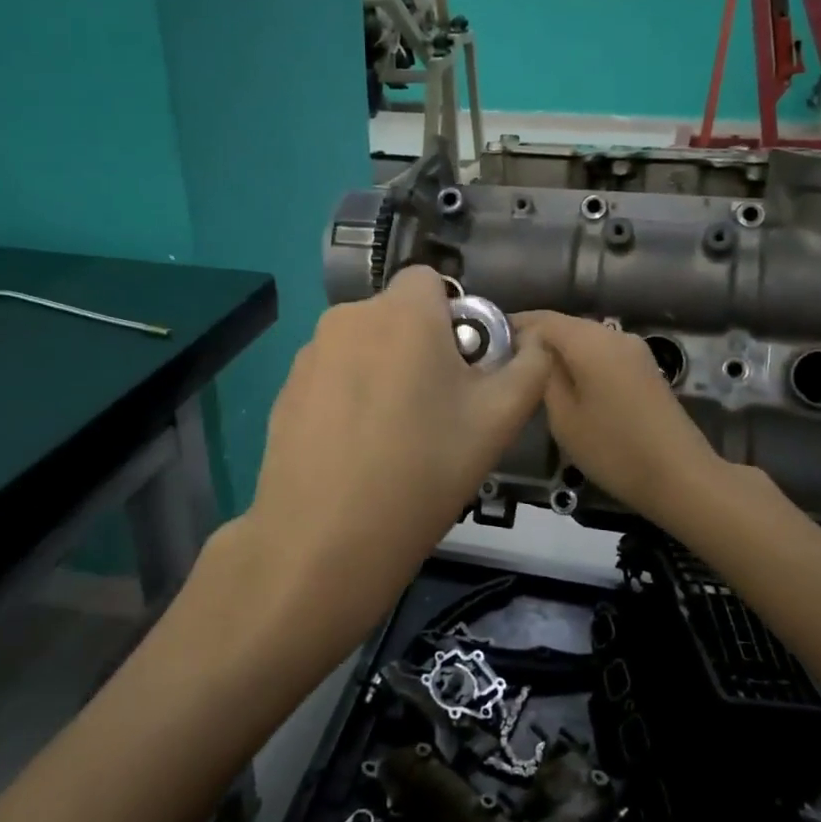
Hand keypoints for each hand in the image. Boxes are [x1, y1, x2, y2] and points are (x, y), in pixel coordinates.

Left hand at [211, 267, 550, 644]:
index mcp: (402, 312)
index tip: (463, 369)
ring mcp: (308, 354)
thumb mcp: (499, 420)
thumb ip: (531, 366)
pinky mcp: (286, 391)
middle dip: (421, 346)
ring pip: (363, 346)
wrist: (324, 542)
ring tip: (394, 438)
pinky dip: (348, 397)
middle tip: (437, 410)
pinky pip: (332, 376)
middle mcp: (348, 317)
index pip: (432, 280)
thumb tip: (535, 342)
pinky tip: (355, 452)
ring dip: (383, 371)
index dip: (455, 317)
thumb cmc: (423, 471)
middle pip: (397, 315)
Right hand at [516, 312, 730, 530]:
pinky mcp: (644, 368)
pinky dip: (579, 363)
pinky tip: (564, 386)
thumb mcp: (563, 416)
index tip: (487, 344)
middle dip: (534, 340)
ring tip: (528, 377)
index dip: (512, 326)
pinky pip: (602, 354)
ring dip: (557, 352)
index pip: (542, 319)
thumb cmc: (613, 449)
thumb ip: (542, 375)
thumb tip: (530, 351)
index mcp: (590, 341)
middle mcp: (613, 334)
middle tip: (502, 364)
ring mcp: (633, 350)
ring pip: (584, 340)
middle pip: (564, 326)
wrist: (680, 476)